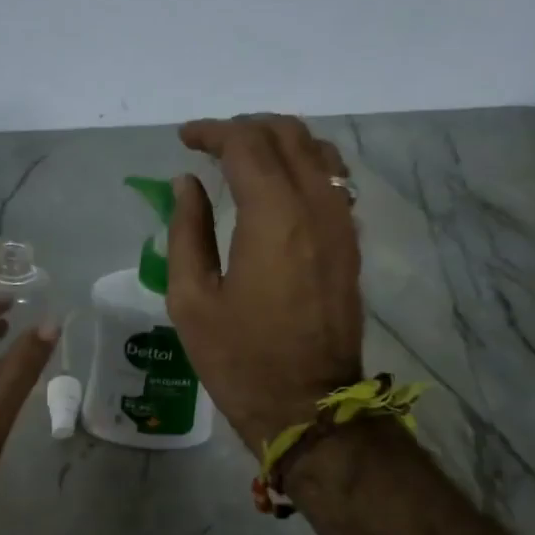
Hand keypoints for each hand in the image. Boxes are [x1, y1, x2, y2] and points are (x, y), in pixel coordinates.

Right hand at [166, 114, 363, 448]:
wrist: (306, 406)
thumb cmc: (239, 359)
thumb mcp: (191, 299)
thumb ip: (186, 231)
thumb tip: (187, 184)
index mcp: (273, 216)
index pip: (246, 144)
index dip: (212, 132)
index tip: (184, 139)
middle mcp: (316, 206)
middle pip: (287, 135)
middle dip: (245, 129)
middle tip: (210, 146)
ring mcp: (341, 224)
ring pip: (318, 152)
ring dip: (279, 142)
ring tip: (245, 159)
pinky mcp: (350, 245)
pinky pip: (333, 181)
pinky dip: (304, 166)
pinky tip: (280, 187)